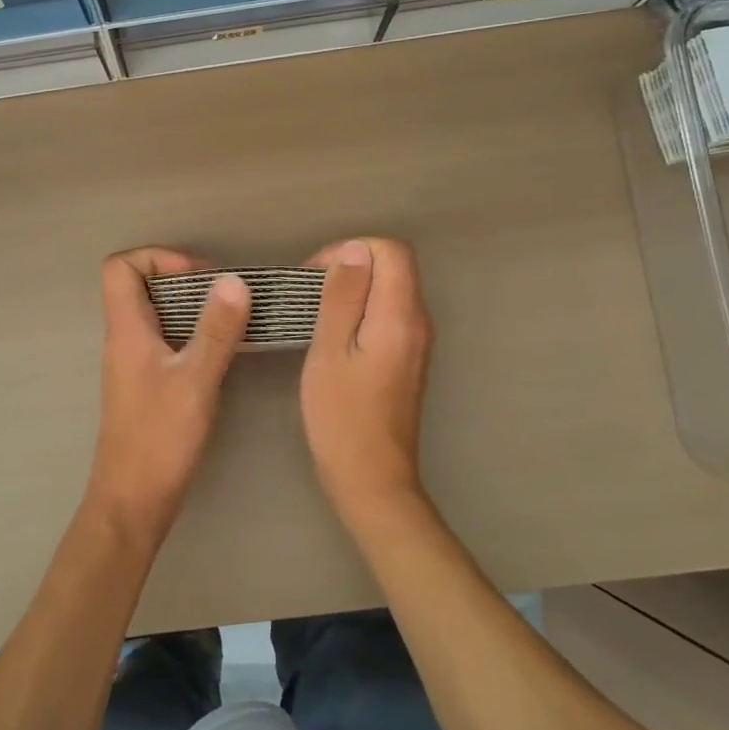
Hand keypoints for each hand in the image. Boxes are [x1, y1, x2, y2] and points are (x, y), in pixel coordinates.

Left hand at [87, 248, 250, 549]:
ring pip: (155, 315)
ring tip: (229, 320)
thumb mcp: (195, 381)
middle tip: (223, 296)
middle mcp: (123, 340)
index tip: (199, 275)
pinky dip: (190, 334)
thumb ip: (215, 330)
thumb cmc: (159, 439)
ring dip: (190, 308)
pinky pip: (164, 341)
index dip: (157, 258)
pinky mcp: (144, 385)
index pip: (120, 267)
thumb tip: (233, 281)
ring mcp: (132, 363)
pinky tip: (219, 353)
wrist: (132, 502)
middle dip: (182, 279)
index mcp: (126, 330)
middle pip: (139, 286)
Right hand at [299, 238, 434, 525]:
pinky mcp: (408, 358)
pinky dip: (361, 309)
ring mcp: (417, 341)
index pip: (391, 250)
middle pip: (393, 266)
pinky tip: (333, 334)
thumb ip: (343, 297)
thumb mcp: (330, 351)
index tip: (315, 276)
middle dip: (350, 265)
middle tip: (310, 293)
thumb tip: (354, 250)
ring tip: (315, 312)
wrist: (372, 479)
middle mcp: (418, 322)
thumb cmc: (342, 417)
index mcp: (400, 316)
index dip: (350, 250)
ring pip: (390, 289)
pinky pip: (388, 313)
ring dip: (353, 288)